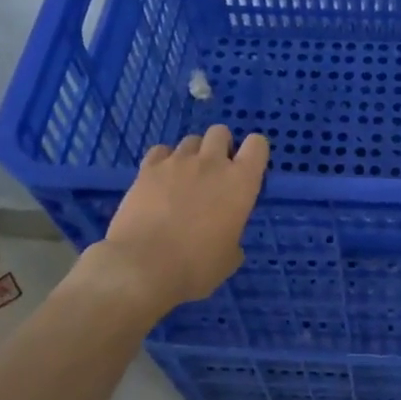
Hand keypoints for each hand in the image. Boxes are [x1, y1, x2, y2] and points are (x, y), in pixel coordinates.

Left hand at [93, 125, 269, 312]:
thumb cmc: (195, 267)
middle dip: (220, 146)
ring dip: (192, 154)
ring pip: (190, 140)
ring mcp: (178, 162)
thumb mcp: (228, 259)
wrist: (142, 267)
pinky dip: (163, 161)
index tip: (246, 168)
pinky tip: (159, 180)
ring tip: (184, 177)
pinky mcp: (148, 168)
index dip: (254, 152)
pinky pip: (161, 151)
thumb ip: (233, 239)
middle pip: (221, 131)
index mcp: (241, 183)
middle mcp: (212, 163)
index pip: (258, 145)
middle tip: (214, 172)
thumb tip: (227, 239)